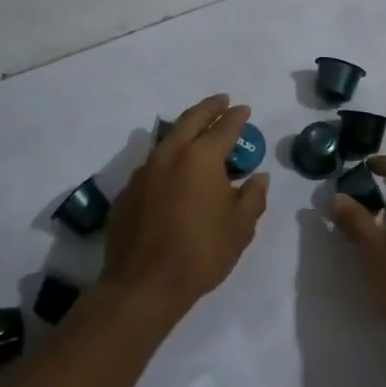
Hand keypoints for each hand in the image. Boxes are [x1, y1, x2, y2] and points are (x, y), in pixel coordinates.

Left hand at [101, 94, 268, 323]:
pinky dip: (167, 159)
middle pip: (191, 119)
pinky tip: (173, 172)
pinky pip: (152, 165)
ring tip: (197, 130)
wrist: (144, 284)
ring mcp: (144, 172)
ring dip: (185, 129)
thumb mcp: (240, 227)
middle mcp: (170, 155)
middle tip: (221, 101)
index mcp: (201, 157)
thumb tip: (258, 176)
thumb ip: (253, 196)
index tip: (244, 110)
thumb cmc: (201, 253)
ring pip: (167, 138)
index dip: (236, 117)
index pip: (224, 127)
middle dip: (208, 108)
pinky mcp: (127, 191)